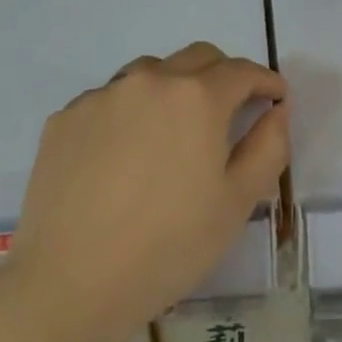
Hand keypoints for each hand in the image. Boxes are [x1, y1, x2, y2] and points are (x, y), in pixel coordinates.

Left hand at [11, 42, 288, 341]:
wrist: (70, 282)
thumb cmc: (168, 246)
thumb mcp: (237, 203)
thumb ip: (268, 147)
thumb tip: (276, 111)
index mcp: (196, 97)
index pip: (241, 71)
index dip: (265, 81)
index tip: (276, 98)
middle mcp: (149, 80)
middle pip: (197, 58)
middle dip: (222, 76)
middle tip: (230, 111)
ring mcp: (102, 95)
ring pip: (150, 73)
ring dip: (172, 89)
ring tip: (172, 134)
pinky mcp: (65, 117)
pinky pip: (109, 100)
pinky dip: (128, 113)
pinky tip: (123, 156)